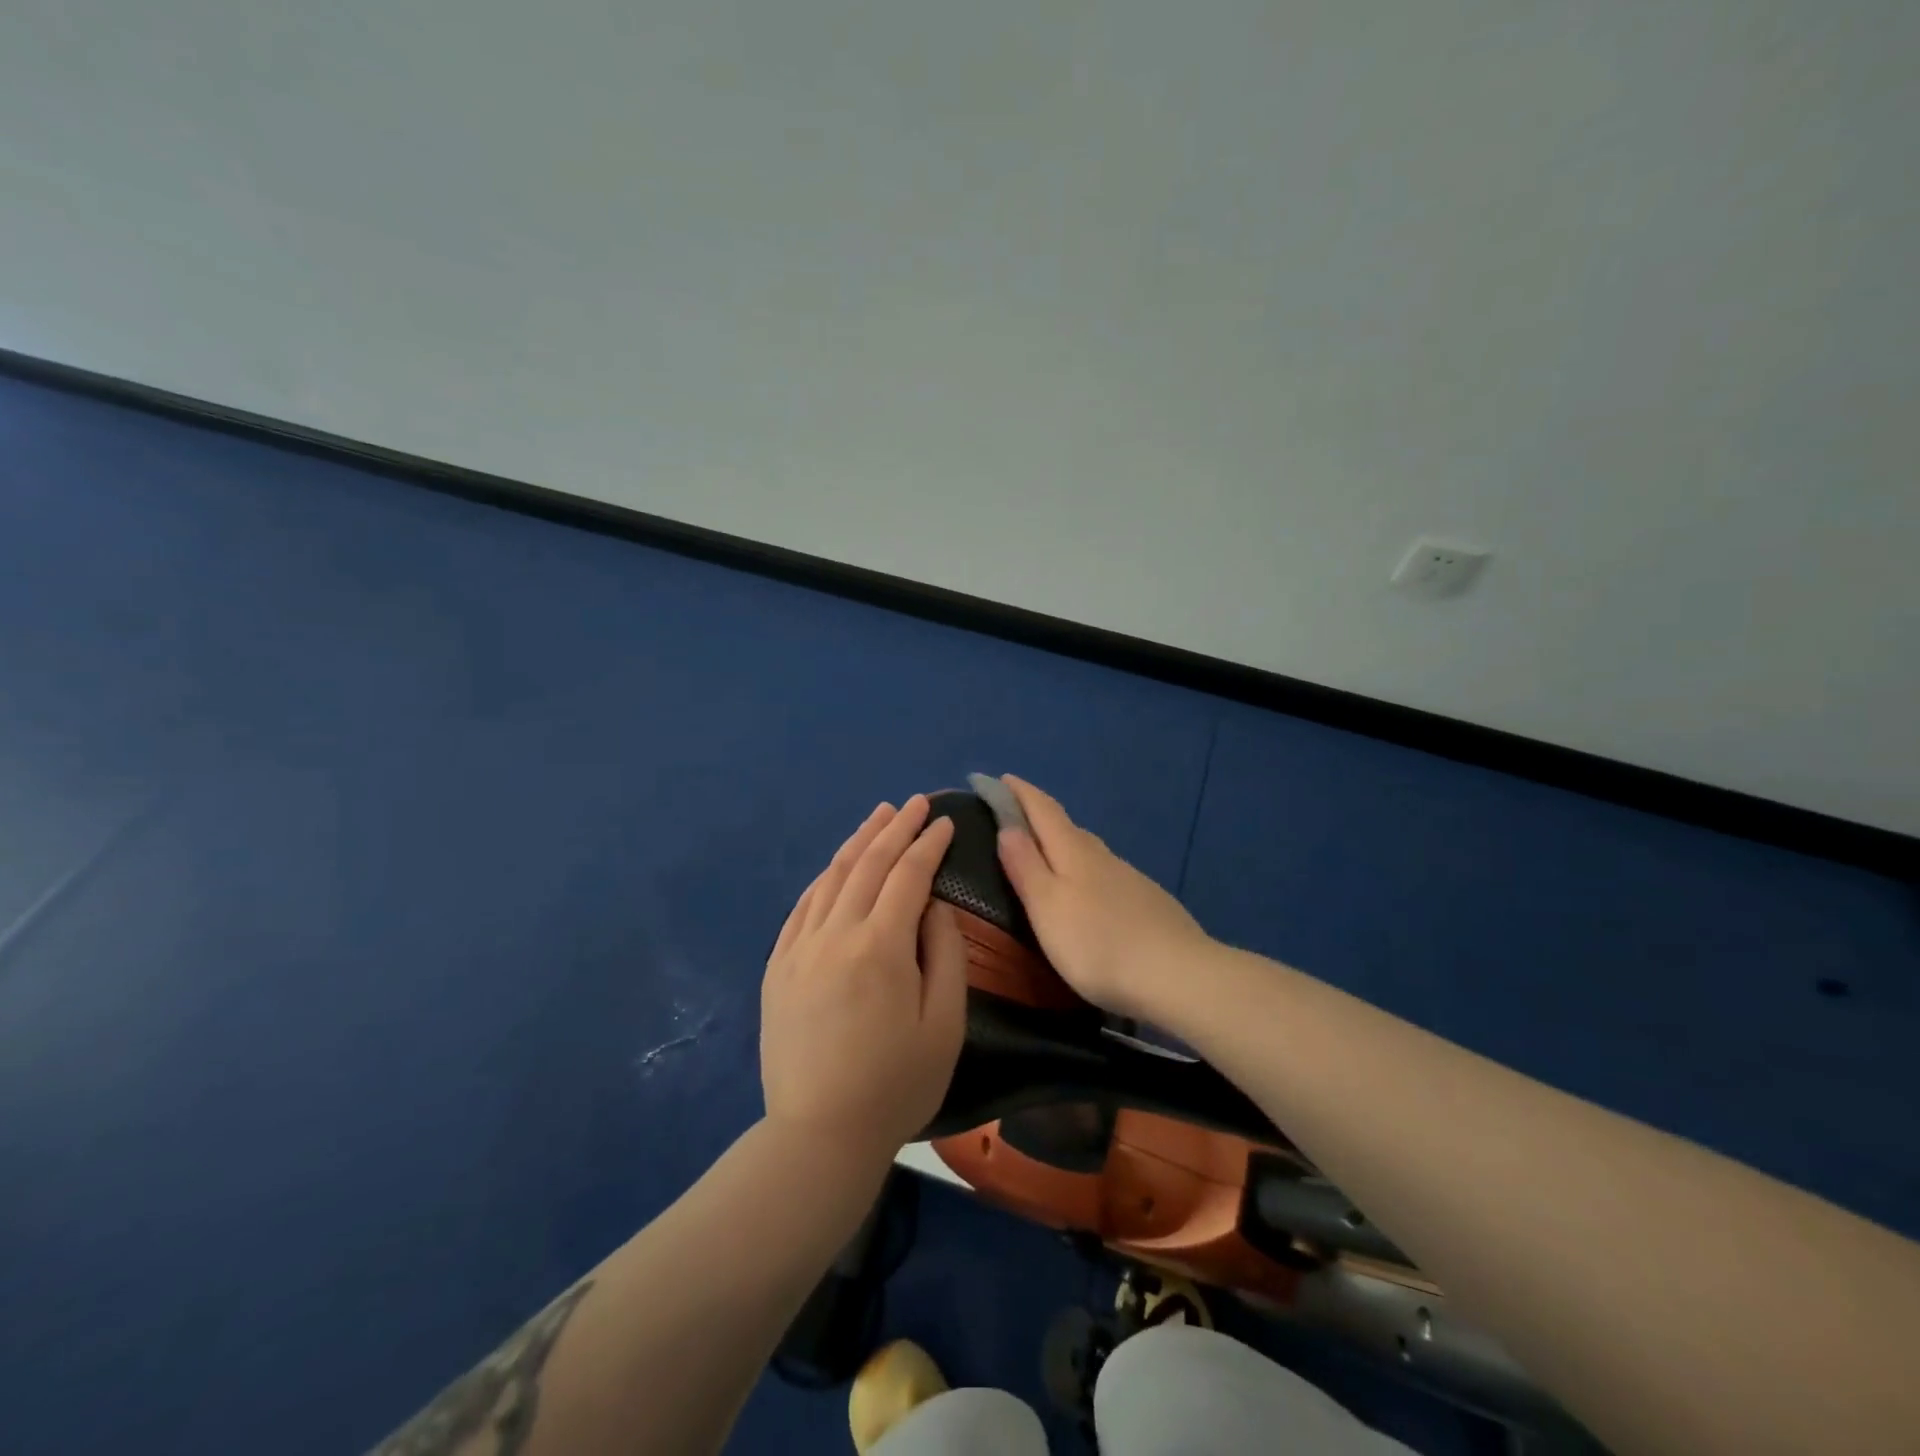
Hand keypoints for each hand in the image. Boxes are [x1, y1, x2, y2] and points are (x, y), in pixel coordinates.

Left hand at [761, 795, 968, 1161]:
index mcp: (880, 946)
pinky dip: (825, 878)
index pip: (908, 876)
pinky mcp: (777, 967)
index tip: (943, 822)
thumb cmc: (896, 1084)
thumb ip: (944, 954)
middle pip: (868, 864)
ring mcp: (799, 948)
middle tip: (914, 803)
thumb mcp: (944, 1024)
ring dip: (858, 842)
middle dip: (895, 828)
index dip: (928, 844)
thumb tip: (933, 906)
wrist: (818, 1135)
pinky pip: (802, 907)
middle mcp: (835, 933)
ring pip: (831, 877)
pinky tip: (836, 866)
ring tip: (878, 816)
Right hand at [994, 775, 1213, 1021]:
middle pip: (1066, 827)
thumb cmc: (1098, 944)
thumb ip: (1025, 866)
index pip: (1042, 810)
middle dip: (1039, 816)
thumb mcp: (1047, 907)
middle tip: (1015, 818)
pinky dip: (1088, 872)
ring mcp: (1130, 878)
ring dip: (1064, 845)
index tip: (999, 777)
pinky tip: (1090, 894)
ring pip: (1090, 851)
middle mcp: (1102, 856)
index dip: (1019, 792)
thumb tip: (1008, 826)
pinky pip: (1108, 874)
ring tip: (1047, 856)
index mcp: (1073, 852)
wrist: (1178, 975)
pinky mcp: (1148, 902)